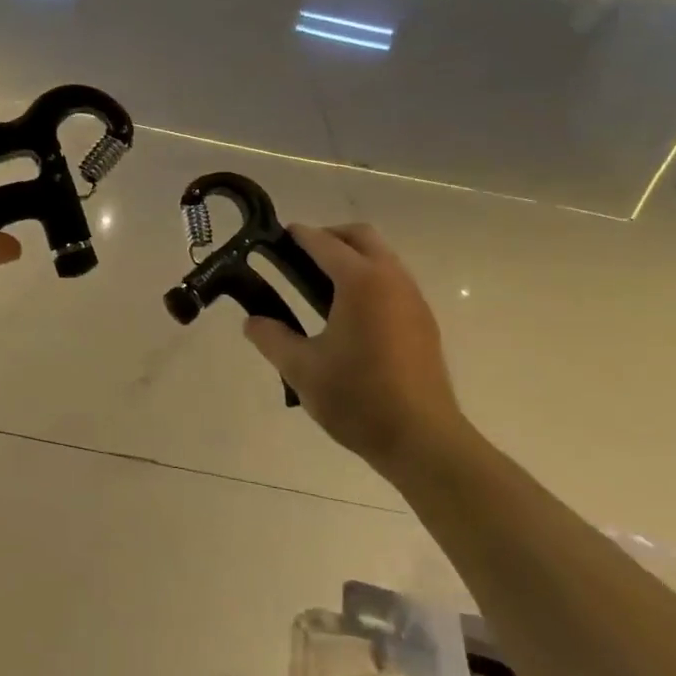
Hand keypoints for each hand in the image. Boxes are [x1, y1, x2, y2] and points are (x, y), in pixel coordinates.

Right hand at [242, 224, 467, 476]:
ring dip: (352, 257)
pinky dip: (369, 278)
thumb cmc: (358, 398)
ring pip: (382, 257)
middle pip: (360, 237)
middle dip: (329, 237)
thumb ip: (272, 338)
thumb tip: (252, 321)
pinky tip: (350, 312)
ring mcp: (413, 299)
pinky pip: (393, 280)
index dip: (298, 236)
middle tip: (299, 257)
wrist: (422, 439)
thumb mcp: (301, 369)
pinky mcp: (423, 321)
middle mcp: (391, 279)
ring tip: (320, 284)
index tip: (274, 236)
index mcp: (360, 282)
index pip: (324, 243)